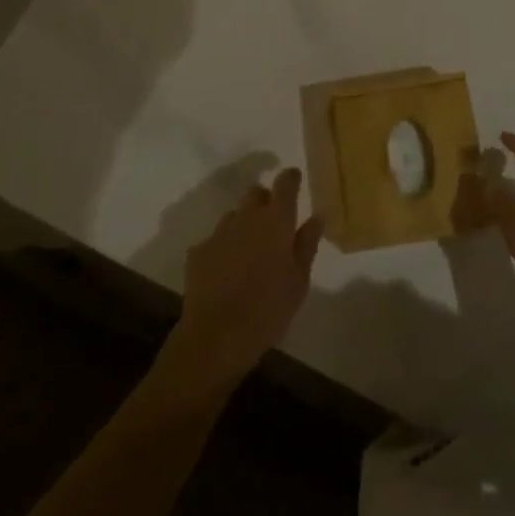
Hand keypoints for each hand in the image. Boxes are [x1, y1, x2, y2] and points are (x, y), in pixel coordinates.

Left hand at [166, 167, 322, 391]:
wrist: (216, 336)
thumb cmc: (269, 309)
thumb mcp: (299, 280)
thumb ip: (307, 243)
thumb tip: (317, 216)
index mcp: (276, 220)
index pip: (285, 183)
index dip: (291, 178)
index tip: (295, 181)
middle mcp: (246, 217)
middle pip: (256, 192)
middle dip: (265, 200)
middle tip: (273, 224)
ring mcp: (219, 233)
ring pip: (234, 215)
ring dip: (243, 225)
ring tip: (249, 252)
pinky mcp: (198, 252)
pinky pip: (215, 240)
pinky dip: (223, 248)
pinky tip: (226, 272)